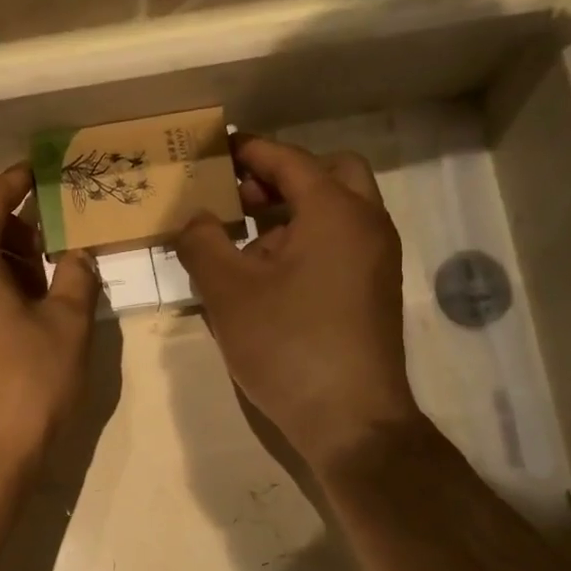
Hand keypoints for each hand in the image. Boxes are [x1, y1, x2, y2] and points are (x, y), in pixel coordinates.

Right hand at [175, 137, 423, 472]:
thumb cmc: (288, 346)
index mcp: (335, 211)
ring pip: (337, 212)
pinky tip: (268, 279)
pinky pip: (341, 245)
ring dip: (293, 213)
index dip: (249, 151)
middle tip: (240, 199)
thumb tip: (194, 219)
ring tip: (243, 244)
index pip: (288, 160)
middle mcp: (367, 224)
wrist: (350, 419)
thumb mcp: (229, 292)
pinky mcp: (375, 292)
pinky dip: (308, 242)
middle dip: (282, 178)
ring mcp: (377, 260)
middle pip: (328, 175)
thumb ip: (202, 243)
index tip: (216, 151)